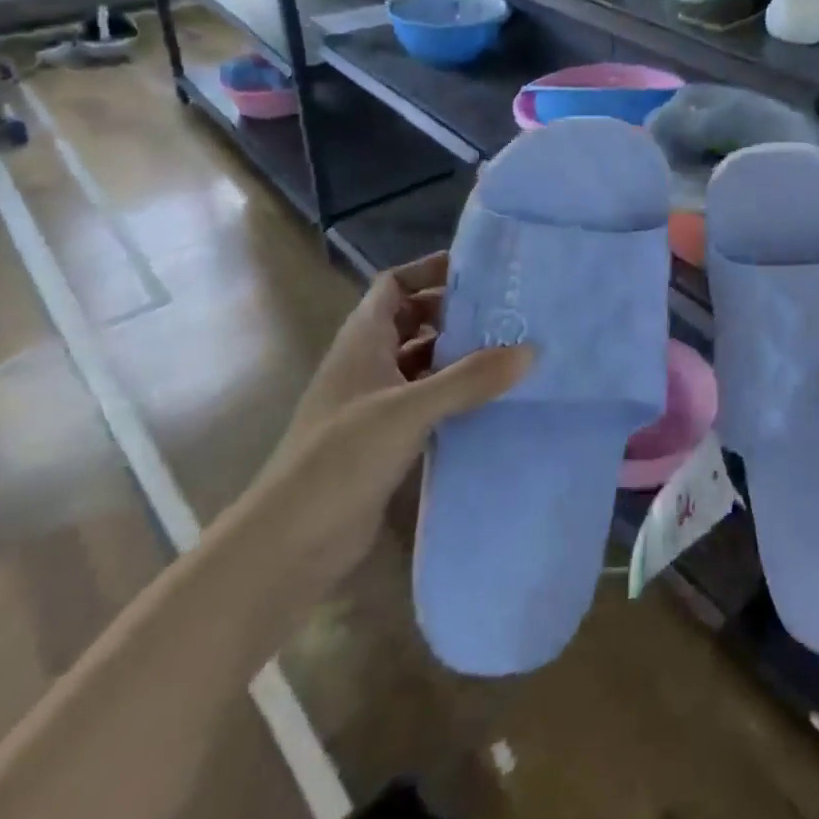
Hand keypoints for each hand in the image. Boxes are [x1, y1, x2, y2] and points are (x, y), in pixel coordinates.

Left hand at [247, 252, 530, 589]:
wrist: (287, 547)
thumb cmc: (340, 459)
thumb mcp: (409, 410)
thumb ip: (470, 379)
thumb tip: (531, 350)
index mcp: (362, 341)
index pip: (394, 285)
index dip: (430, 271)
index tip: (480, 272)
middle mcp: (368, 364)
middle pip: (414, 320)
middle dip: (456, 313)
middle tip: (508, 312)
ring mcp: (375, 403)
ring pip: (424, 362)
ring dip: (460, 355)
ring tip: (511, 352)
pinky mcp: (385, 440)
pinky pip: (428, 401)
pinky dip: (456, 395)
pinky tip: (491, 401)